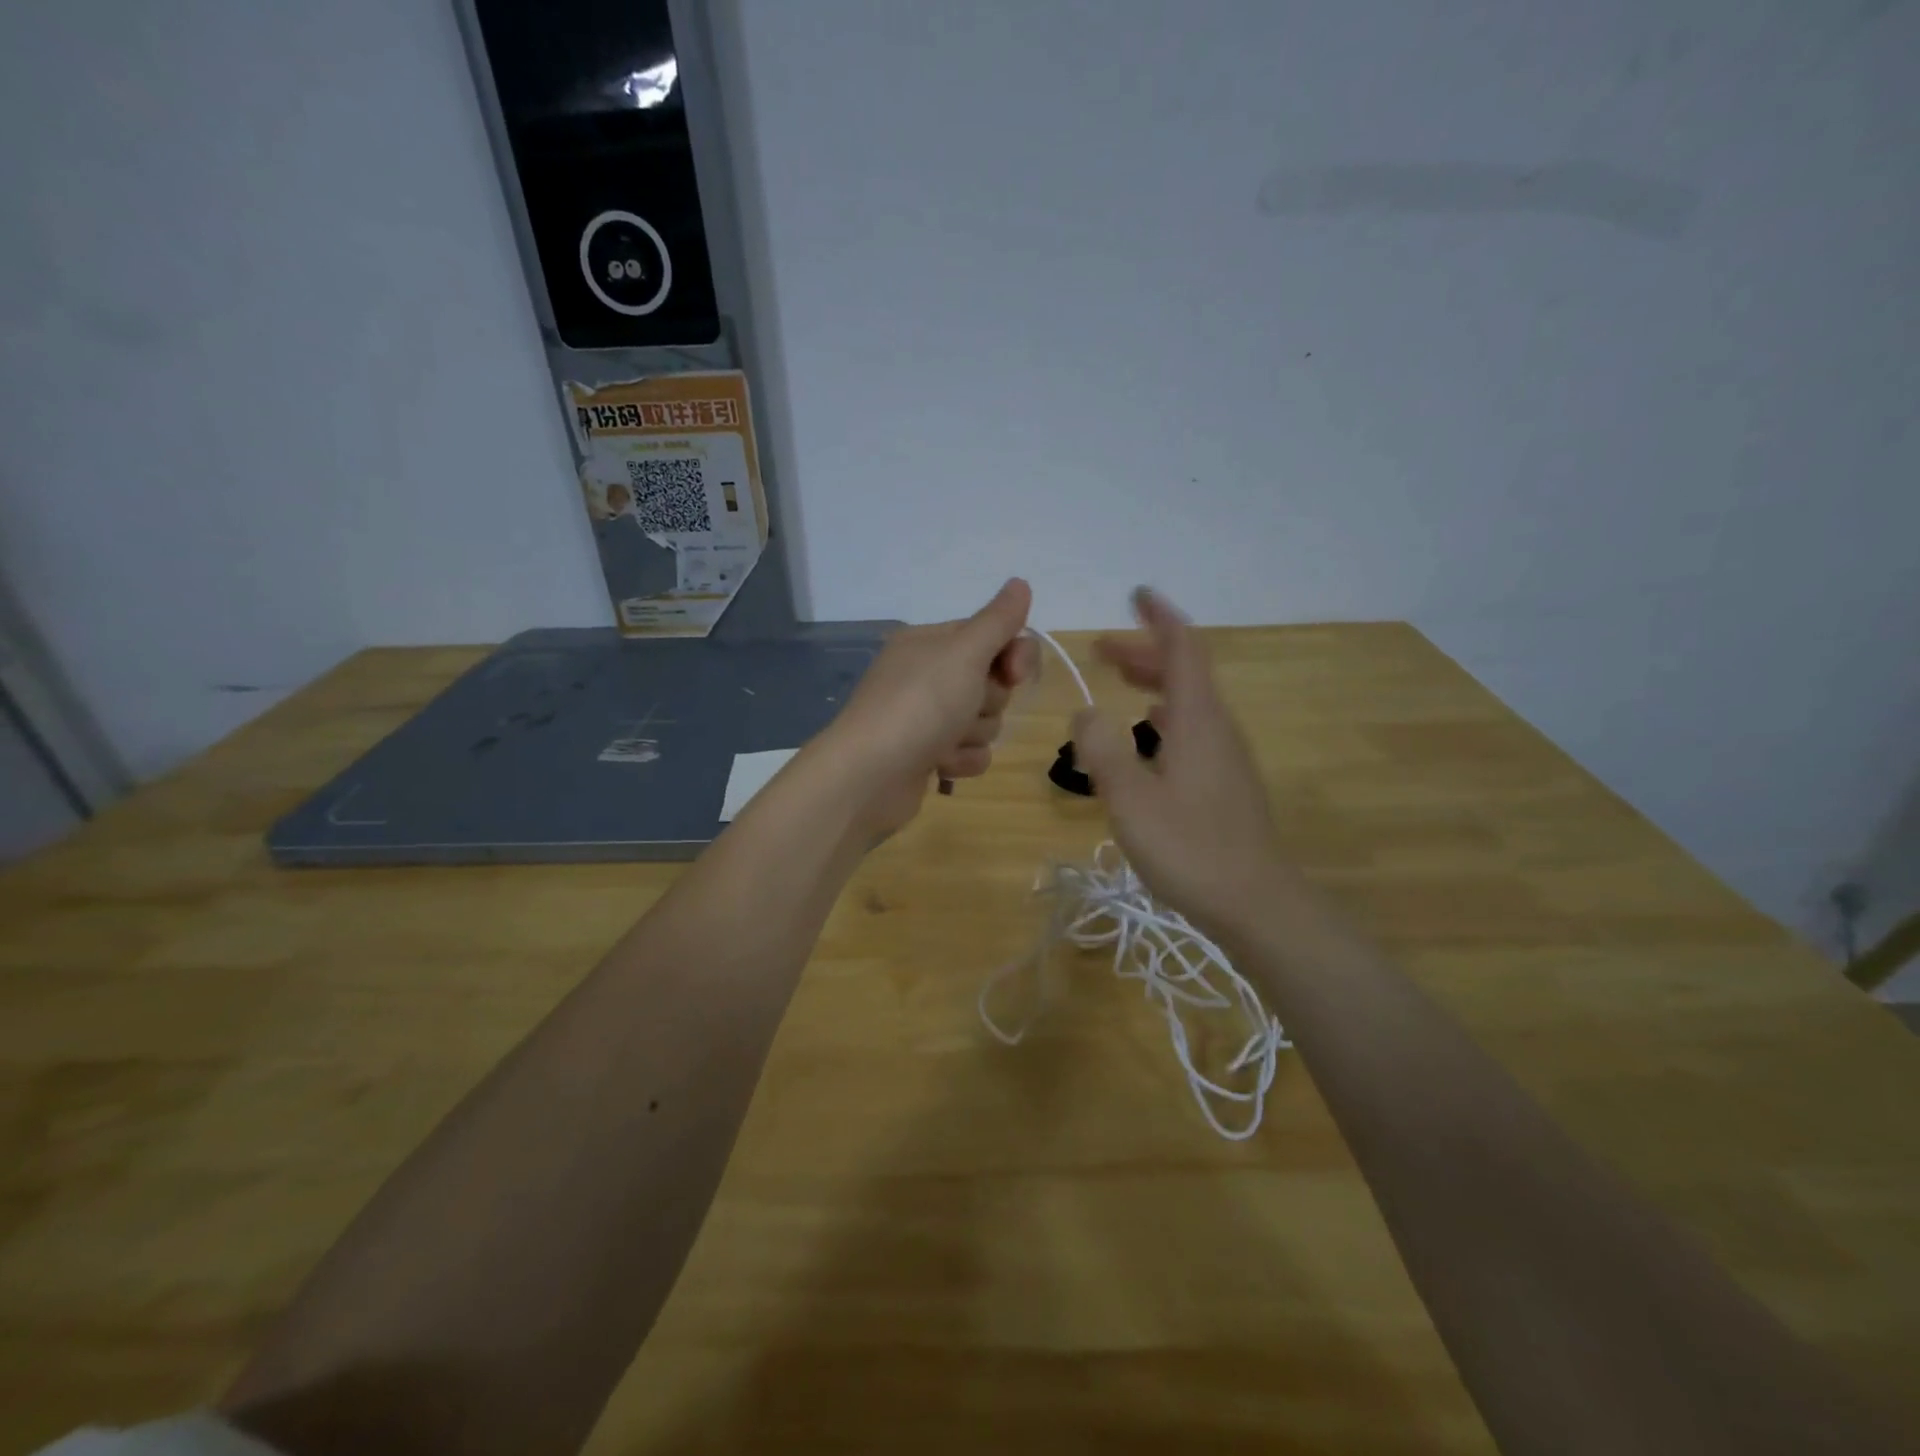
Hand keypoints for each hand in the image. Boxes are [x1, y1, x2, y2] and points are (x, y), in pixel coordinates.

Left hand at [819, 579, 1038, 840]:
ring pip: (983, 721)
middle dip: (988, 701)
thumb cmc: (919, 705)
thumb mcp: (964, 653)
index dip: (1012, 655)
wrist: (869, 776)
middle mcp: (925, 675)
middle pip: (991, 682)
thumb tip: (1020, 583)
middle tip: (964, 708)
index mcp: (930, 643)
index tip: (1014, 674)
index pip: (991, 636)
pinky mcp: (925, 755)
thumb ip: (998, 621)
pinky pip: (968, 752)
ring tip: (945, 743)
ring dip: (973, 735)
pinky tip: (939, 766)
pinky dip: (960, 761)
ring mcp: (924, 717)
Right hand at [1072, 589, 1295, 940]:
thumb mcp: (1131, 801)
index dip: (1160, 619)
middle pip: (1185, 671)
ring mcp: (1226, 755)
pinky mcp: (1226, 780)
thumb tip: (1085, 712)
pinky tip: (1149, 731)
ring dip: (1154, 680)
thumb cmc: (1191, 848)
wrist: (1256, 902)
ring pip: (1189, 699)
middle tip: (1101, 649)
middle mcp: (1217, 728)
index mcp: (1197, 721)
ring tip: (1119, 679)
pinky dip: (1165, 712)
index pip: (1184, 649)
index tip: (1136, 595)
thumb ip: (1103, 752)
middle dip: (1144, 651)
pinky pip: (1193, 725)